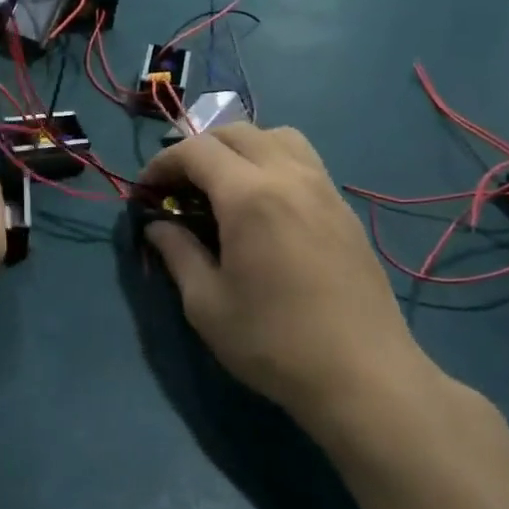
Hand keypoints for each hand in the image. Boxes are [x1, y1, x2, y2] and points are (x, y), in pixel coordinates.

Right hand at [138, 124, 436, 436]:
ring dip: (241, 149)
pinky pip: (303, 161)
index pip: (196, 150)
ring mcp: (324, 189)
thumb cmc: (272, 342)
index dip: (162, 163)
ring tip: (223, 188)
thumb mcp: (206, 303)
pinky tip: (263, 208)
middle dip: (198, 150)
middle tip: (178, 188)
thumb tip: (158, 226)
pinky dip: (272, 164)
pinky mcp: (344, 210)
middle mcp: (290, 177)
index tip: (145, 192)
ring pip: (278, 137)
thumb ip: (177, 253)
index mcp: (250, 196)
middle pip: (237, 132)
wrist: (363, 375)